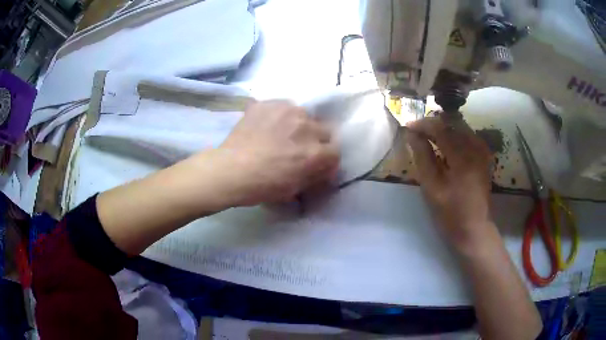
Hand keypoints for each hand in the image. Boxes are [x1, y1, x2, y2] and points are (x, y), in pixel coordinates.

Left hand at [219, 100, 339, 204]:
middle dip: (316, 141)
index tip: (316, 164)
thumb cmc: (262, 186)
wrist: (229, 170)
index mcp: (315, 153)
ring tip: (281, 134)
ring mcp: (287, 111)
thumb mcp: (295, 189)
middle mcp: (307, 127)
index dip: (326, 160)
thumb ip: (316, 176)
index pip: (335, 152)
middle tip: (299, 149)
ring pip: (304, 116)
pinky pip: (284, 107)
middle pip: (324, 131)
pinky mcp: (269, 103)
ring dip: (299, 126)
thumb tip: (325, 168)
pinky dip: (281, 116)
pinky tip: (268, 125)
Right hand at [406, 115, 492, 249]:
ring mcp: (483, 153)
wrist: (474, 229)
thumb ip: (423, 158)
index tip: (408, 126)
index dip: (424, 125)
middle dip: (434, 124)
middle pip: (453, 124)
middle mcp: (476, 149)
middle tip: (418, 131)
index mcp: (463, 158)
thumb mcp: (432, 188)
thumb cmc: (450, 214)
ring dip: (445, 128)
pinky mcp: (485, 158)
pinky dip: (456, 135)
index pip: (442, 129)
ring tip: (430, 135)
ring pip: (462, 128)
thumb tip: (412, 135)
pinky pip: (470, 136)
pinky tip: (448, 142)